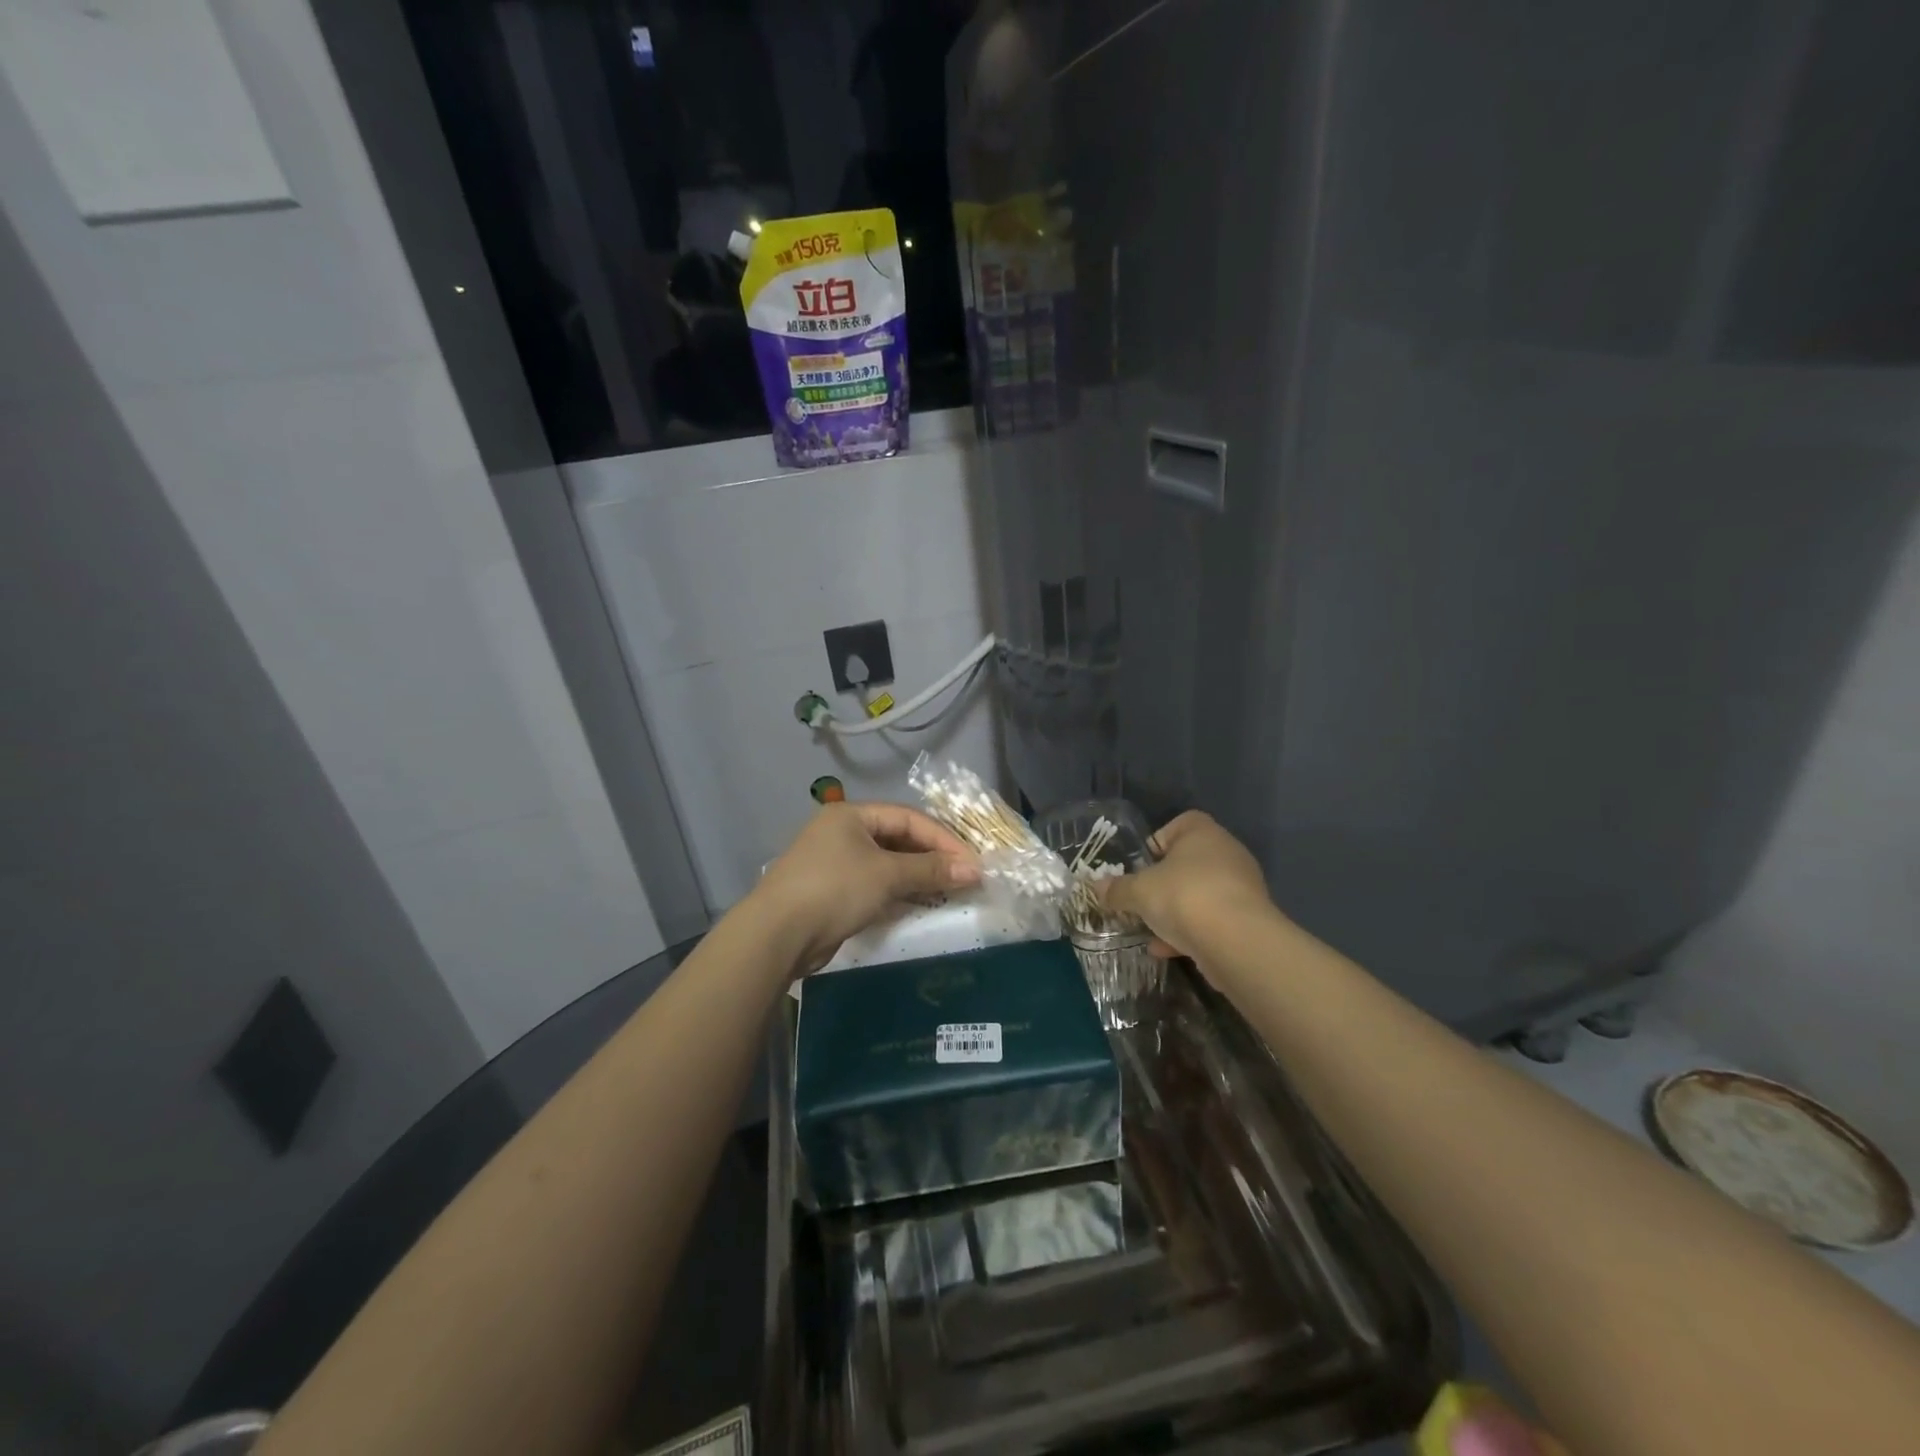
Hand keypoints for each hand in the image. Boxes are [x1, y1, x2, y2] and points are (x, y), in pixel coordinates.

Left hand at [754, 802, 981, 973]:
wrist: (777, 935)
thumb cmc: (834, 889)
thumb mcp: (887, 875)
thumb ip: (931, 869)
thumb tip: (975, 870)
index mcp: (852, 815)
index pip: (909, 818)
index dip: (943, 838)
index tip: (972, 862)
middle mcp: (842, 832)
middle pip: (898, 839)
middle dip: (932, 857)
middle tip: (964, 876)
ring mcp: (835, 863)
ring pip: (887, 863)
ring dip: (918, 876)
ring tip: (949, 890)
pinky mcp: (833, 892)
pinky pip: (875, 885)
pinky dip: (899, 892)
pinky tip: (920, 904)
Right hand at [1097, 810, 1275, 960]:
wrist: (1237, 943)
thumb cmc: (1184, 897)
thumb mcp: (1139, 892)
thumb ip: (1117, 889)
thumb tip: (1097, 887)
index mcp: (1203, 834)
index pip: (1182, 823)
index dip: (1158, 841)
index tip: (1141, 865)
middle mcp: (1227, 855)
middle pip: (1189, 862)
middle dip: (1163, 883)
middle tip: (1141, 898)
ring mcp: (1241, 889)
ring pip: (1200, 894)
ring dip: (1175, 911)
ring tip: (1149, 929)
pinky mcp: (1248, 921)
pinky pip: (1212, 921)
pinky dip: (1190, 933)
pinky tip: (1164, 949)